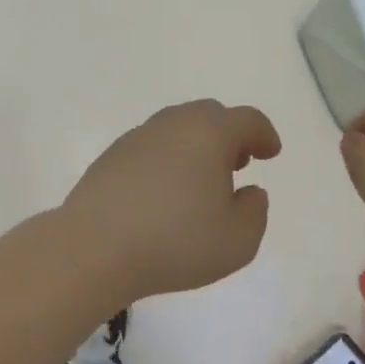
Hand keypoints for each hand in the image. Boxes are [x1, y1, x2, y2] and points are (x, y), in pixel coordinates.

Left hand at [62, 100, 281, 301]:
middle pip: (209, 115)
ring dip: (196, 145)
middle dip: (229, 135)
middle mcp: (173, 125)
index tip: (270, 153)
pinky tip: (163, 191)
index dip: (264, 134)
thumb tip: (250, 192)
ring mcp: (137, 138)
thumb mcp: (237, 241)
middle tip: (237, 163)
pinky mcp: (110, 157)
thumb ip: (255, 212)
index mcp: (209, 134)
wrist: (94, 248)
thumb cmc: (175, 243)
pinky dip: (166, 159)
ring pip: (176, 128)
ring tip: (200, 180)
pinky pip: (150, 147)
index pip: (246, 120)